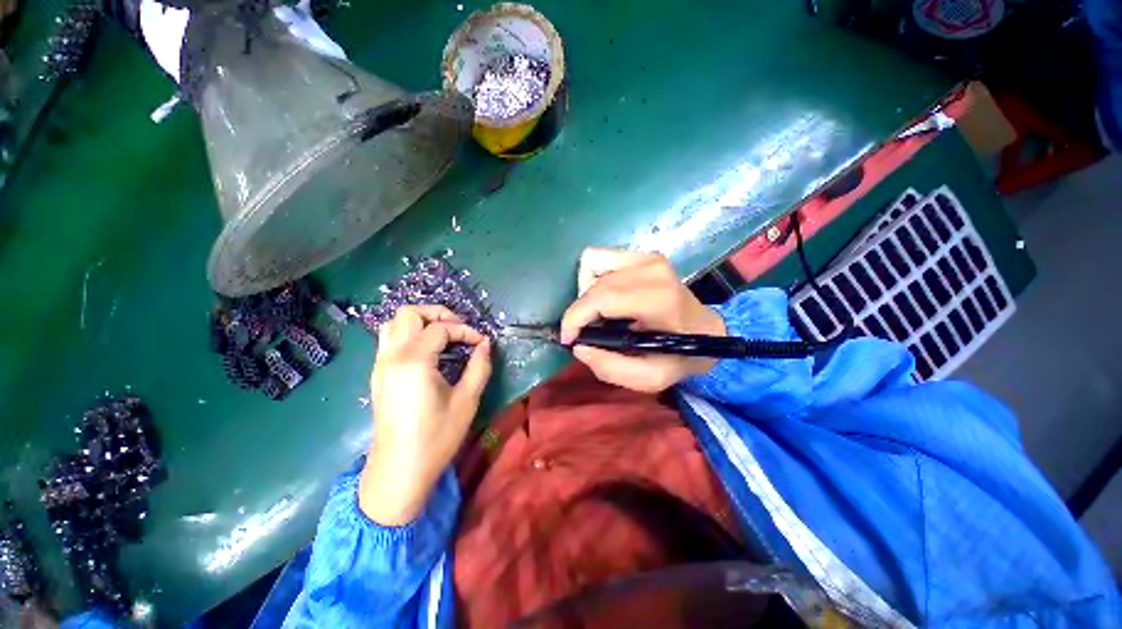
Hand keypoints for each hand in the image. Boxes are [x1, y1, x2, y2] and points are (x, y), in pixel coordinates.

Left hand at [360, 305, 491, 524]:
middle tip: (459, 328)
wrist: (398, 471)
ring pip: (393, 324)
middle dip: (437, 314)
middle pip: (408, 313)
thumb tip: (485, 344)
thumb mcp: (467, 401)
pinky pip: (389, 340)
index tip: (481, 342)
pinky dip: (409, 335)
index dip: (465, 330)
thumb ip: (479, 366)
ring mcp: (380, 365)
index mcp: (414, 362)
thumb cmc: (436, 437)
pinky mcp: (378, 375)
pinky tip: (429, 352)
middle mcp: (392, 357)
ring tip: (444, 336)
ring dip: (420, 322)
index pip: (441, 328)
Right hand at [560, 248, 725, 392]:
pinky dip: (593, 278)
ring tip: (600, 314)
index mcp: (658, 299)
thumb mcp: (651, 377)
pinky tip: (607, 296)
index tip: (568, 339)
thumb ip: (612, 369)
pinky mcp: (641, 254)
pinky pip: (598, 257)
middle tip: (586, 332)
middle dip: (579, 311)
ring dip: (587, 293)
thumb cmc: (680, 355)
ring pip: (590, 265)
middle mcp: (652, 270)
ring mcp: (646, 257)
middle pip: (593, 284)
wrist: (706, 329)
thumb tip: (578, 347)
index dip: (575, 318)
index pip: (601, 298)